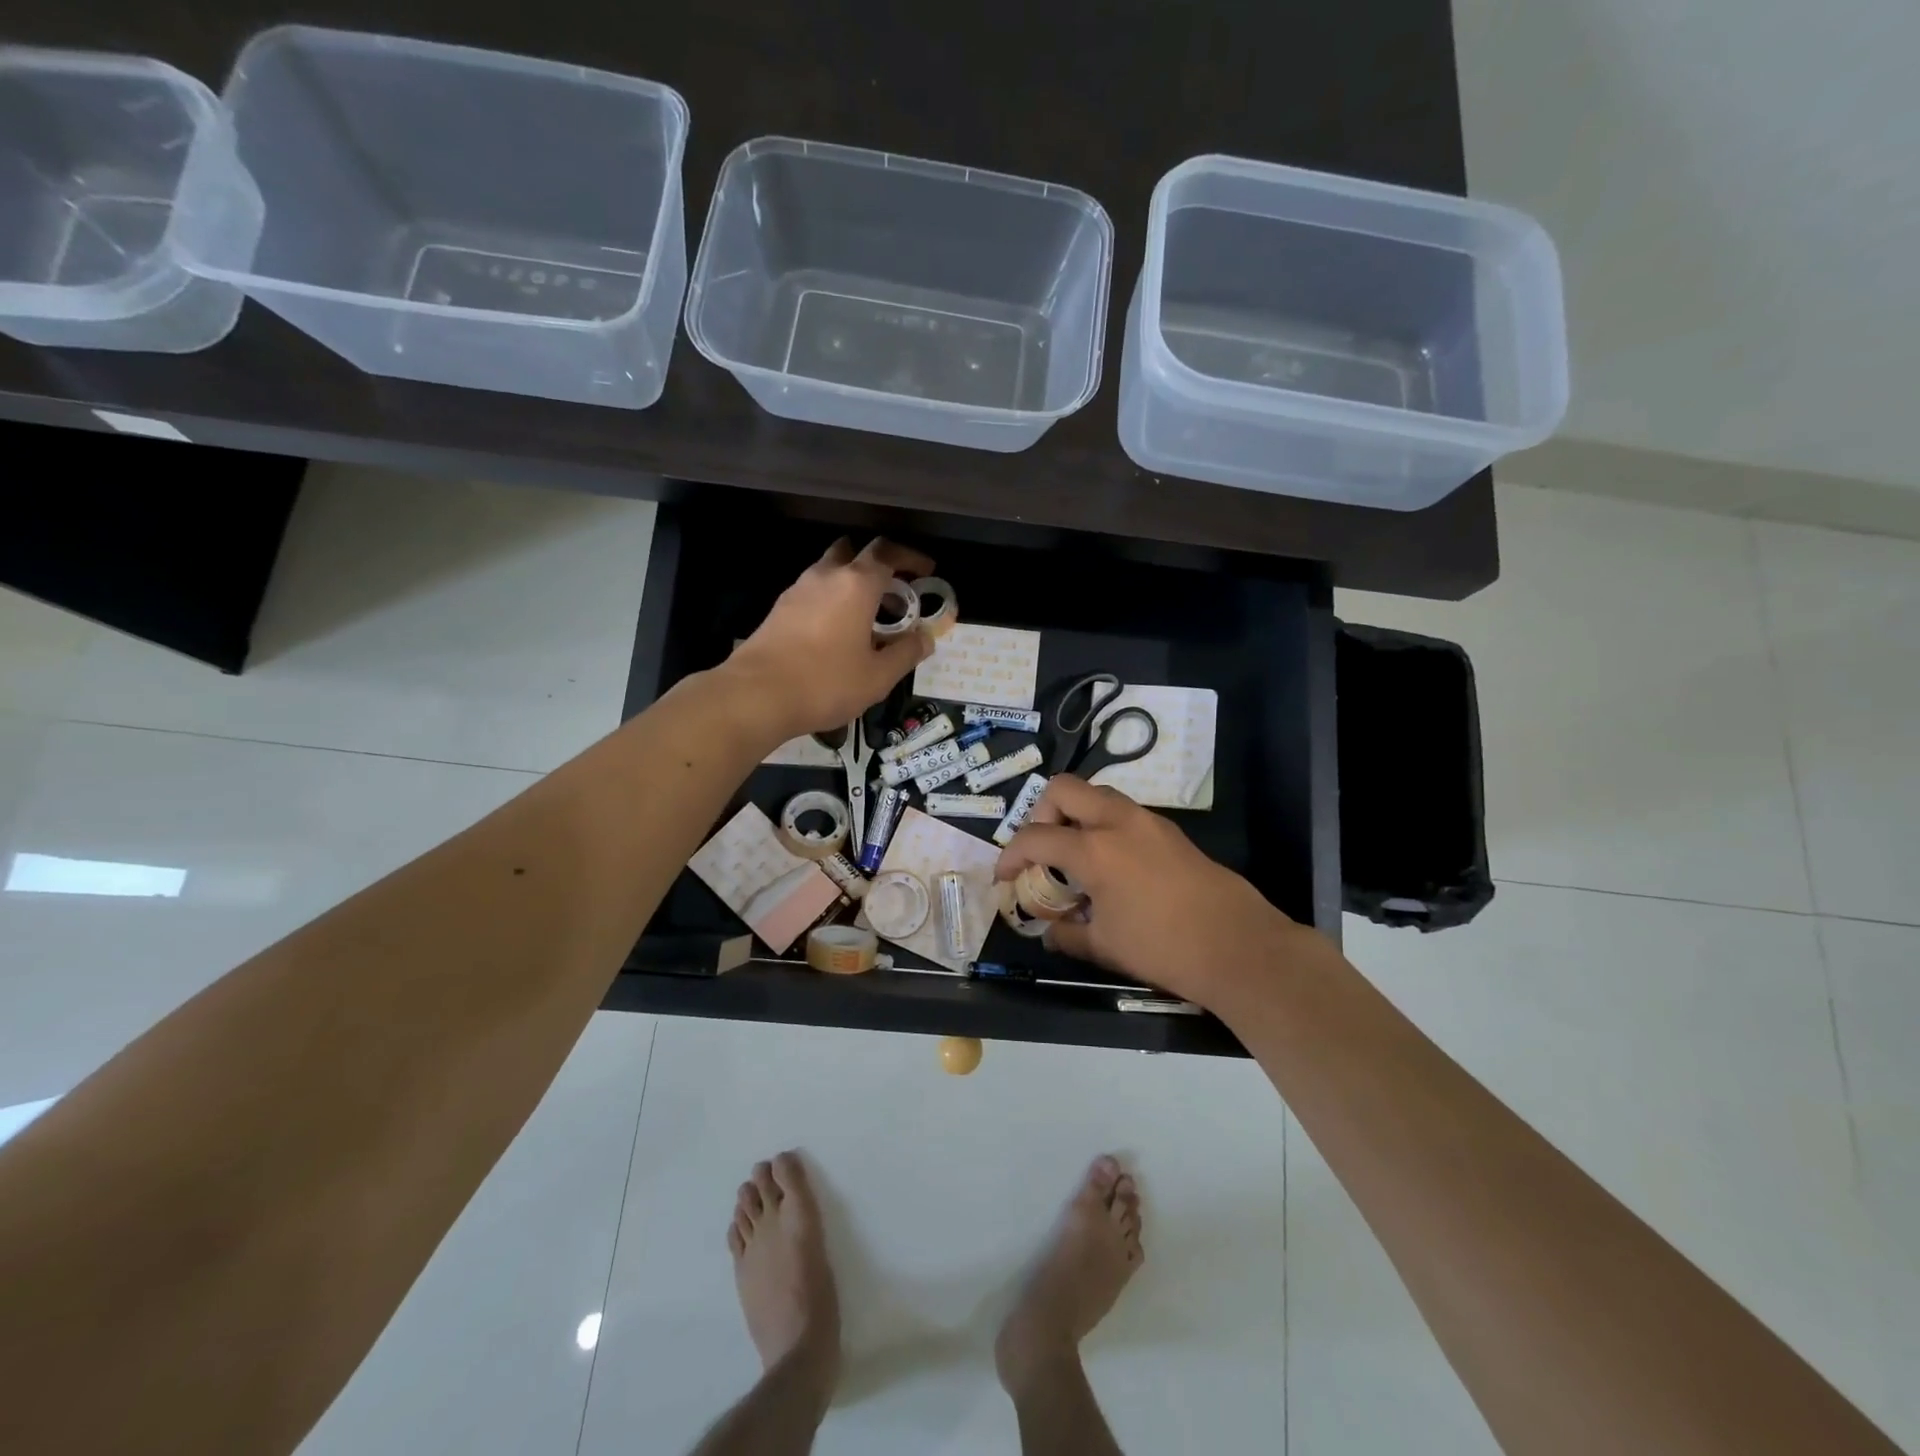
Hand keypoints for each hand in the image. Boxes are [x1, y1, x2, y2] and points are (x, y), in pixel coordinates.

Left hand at [725, 537, 936, 741]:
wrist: (756, 695)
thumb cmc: (826, 682)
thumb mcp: (878, 676)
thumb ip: (906, 653)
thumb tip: (926, 638)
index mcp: (856, 584)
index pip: (887, 552)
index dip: (911, 557)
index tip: (926, 571)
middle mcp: (825, 576)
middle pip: (854, 551)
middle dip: (878, 565)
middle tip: (896, 593)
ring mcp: (797, 590)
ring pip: (830, 571)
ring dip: (852, 583)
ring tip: (869, 616)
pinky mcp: (779, 609)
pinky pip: (813, 592)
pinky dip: (832, 600)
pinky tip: (838, 632)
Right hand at [994, 775, 1308, 1009]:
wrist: (1239, 947)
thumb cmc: (1164, 948)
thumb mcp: (1105, 947)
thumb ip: (1068, 934)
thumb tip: (1050, 932)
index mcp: (1094, 849)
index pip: (1035, 838)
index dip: (1010, 856)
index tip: (1004, 876)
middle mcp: (1118, 822)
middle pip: (1064, 789)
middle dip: (1041, 814)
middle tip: (1042, 851)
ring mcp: (1148, 822)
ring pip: (1097, 794)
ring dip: (1075, 816)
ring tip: (1074, 858)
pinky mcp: (1170, 831)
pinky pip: (1123, 813)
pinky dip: (1104, 827)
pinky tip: (1111, 867)